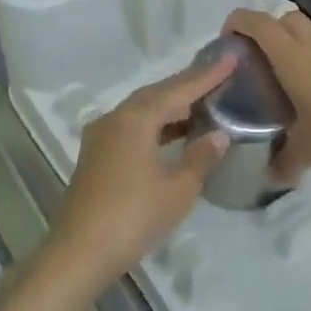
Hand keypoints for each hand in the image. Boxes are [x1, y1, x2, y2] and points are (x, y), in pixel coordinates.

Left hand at [45, 55, 233, 290]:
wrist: (80, 252)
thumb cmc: (134, 217)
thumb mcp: (178, 189)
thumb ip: (200, 157)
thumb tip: (217, 135)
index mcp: (136, 119)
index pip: (178, 89)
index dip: (207, 75)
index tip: (231, 58)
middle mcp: (115, 119)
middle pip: (156, 95)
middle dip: (187, 87)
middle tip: (218, 78)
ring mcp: (101, 138)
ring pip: (142, 112)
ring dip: (171, 107)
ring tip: (202, 105)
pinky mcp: (96, 157)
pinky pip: (132, 129)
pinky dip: (156, 126)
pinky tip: (174, 136)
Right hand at [224, 8, 310, 179]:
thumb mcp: (308, 150)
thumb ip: (284, 162)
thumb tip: (271, 176)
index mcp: (292, 57)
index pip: (256, 23)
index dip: (237, 23)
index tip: (226, 41)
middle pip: (284, 19)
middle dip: (266, 31)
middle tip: (256, 61)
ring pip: (310, 35)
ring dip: (294, 48)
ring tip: (285, 82)